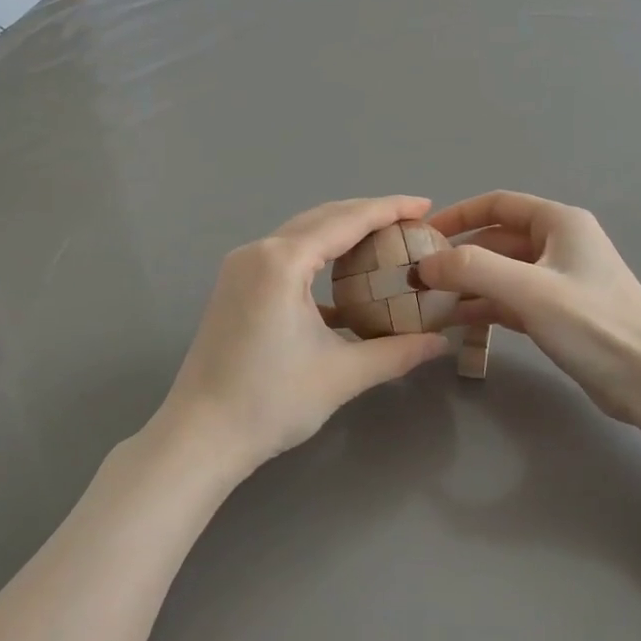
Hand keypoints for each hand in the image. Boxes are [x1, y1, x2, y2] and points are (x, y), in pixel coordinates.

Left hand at [152, 197, 451, 481]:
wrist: (200, 436)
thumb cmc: (270, 402)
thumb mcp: (342, 375)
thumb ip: (397, 352)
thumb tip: (441, 343)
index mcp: (281, 262)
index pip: (346, 220)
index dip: (389, 209)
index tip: (426, 204)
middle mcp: (257, 252)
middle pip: (322, 218)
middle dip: (368, 214)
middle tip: (412, 220)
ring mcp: (240, 268)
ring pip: (302, 235)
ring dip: (342, 233)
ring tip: (385, 241)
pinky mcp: (234, 287)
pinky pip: (285, 257)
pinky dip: (318, 258)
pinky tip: (345, 281)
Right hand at [416, 192, 640, 428]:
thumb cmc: (592, 323)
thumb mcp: (529, 290)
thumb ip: (472, 269)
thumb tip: (424, 263)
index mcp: (559, 223)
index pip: (498, 204)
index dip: (458, 214)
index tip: (422, 234)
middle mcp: (559, 244)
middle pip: (496, 240)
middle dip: (458, 256)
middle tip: (418, 276)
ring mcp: (559, 280)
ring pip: (501, 272)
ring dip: (467, 284)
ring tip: (428, 301)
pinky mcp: (558, 313)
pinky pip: (511, 300)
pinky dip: (484, 306)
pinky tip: (455, 321)